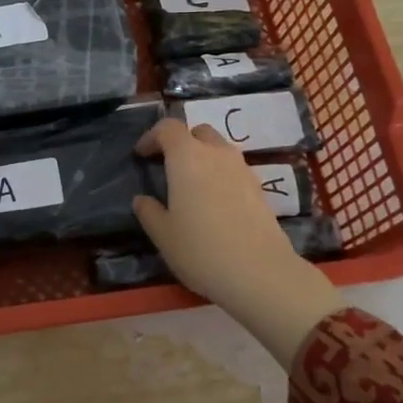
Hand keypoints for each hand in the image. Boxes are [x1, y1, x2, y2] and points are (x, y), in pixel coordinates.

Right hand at [132, 119, 342, 368]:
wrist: (260, 273)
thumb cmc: (201, 250)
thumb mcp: (163, 235)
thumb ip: (149, 211)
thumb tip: (142, 199)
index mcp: (187, 157)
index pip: (168, 128)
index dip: (152, 137)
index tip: (142, 155)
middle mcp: (217, 154)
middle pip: (198, 132)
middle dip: (181, 143)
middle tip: (168, 166)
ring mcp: (242, 169)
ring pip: (219, 149)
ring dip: (203, 158)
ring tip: (192, 186)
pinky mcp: (259, 188)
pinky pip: (234, 169)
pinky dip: (220, 175)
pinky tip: (215, 203)